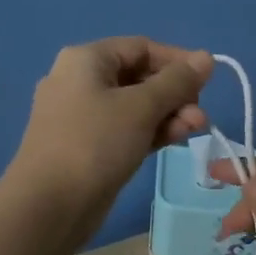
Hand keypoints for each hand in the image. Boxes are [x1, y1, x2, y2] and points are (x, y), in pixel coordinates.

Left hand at [8, 37, 212, 240]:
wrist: (47, 207)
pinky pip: (125, 128)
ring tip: (195, 130)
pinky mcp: (87, 145)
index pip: (141, 47)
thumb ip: (177, 81)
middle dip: (175, 93)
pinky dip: (151, 131)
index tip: (207, 81)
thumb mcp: (141, 107)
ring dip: (168, 114)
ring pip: (134, 105)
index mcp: (86, 60)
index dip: (177, 60)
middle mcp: (80, 81)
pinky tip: (176, 140)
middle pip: (139, 76)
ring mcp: (81, 115)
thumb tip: (206, 57)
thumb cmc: (95, 143)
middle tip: (200, 116)